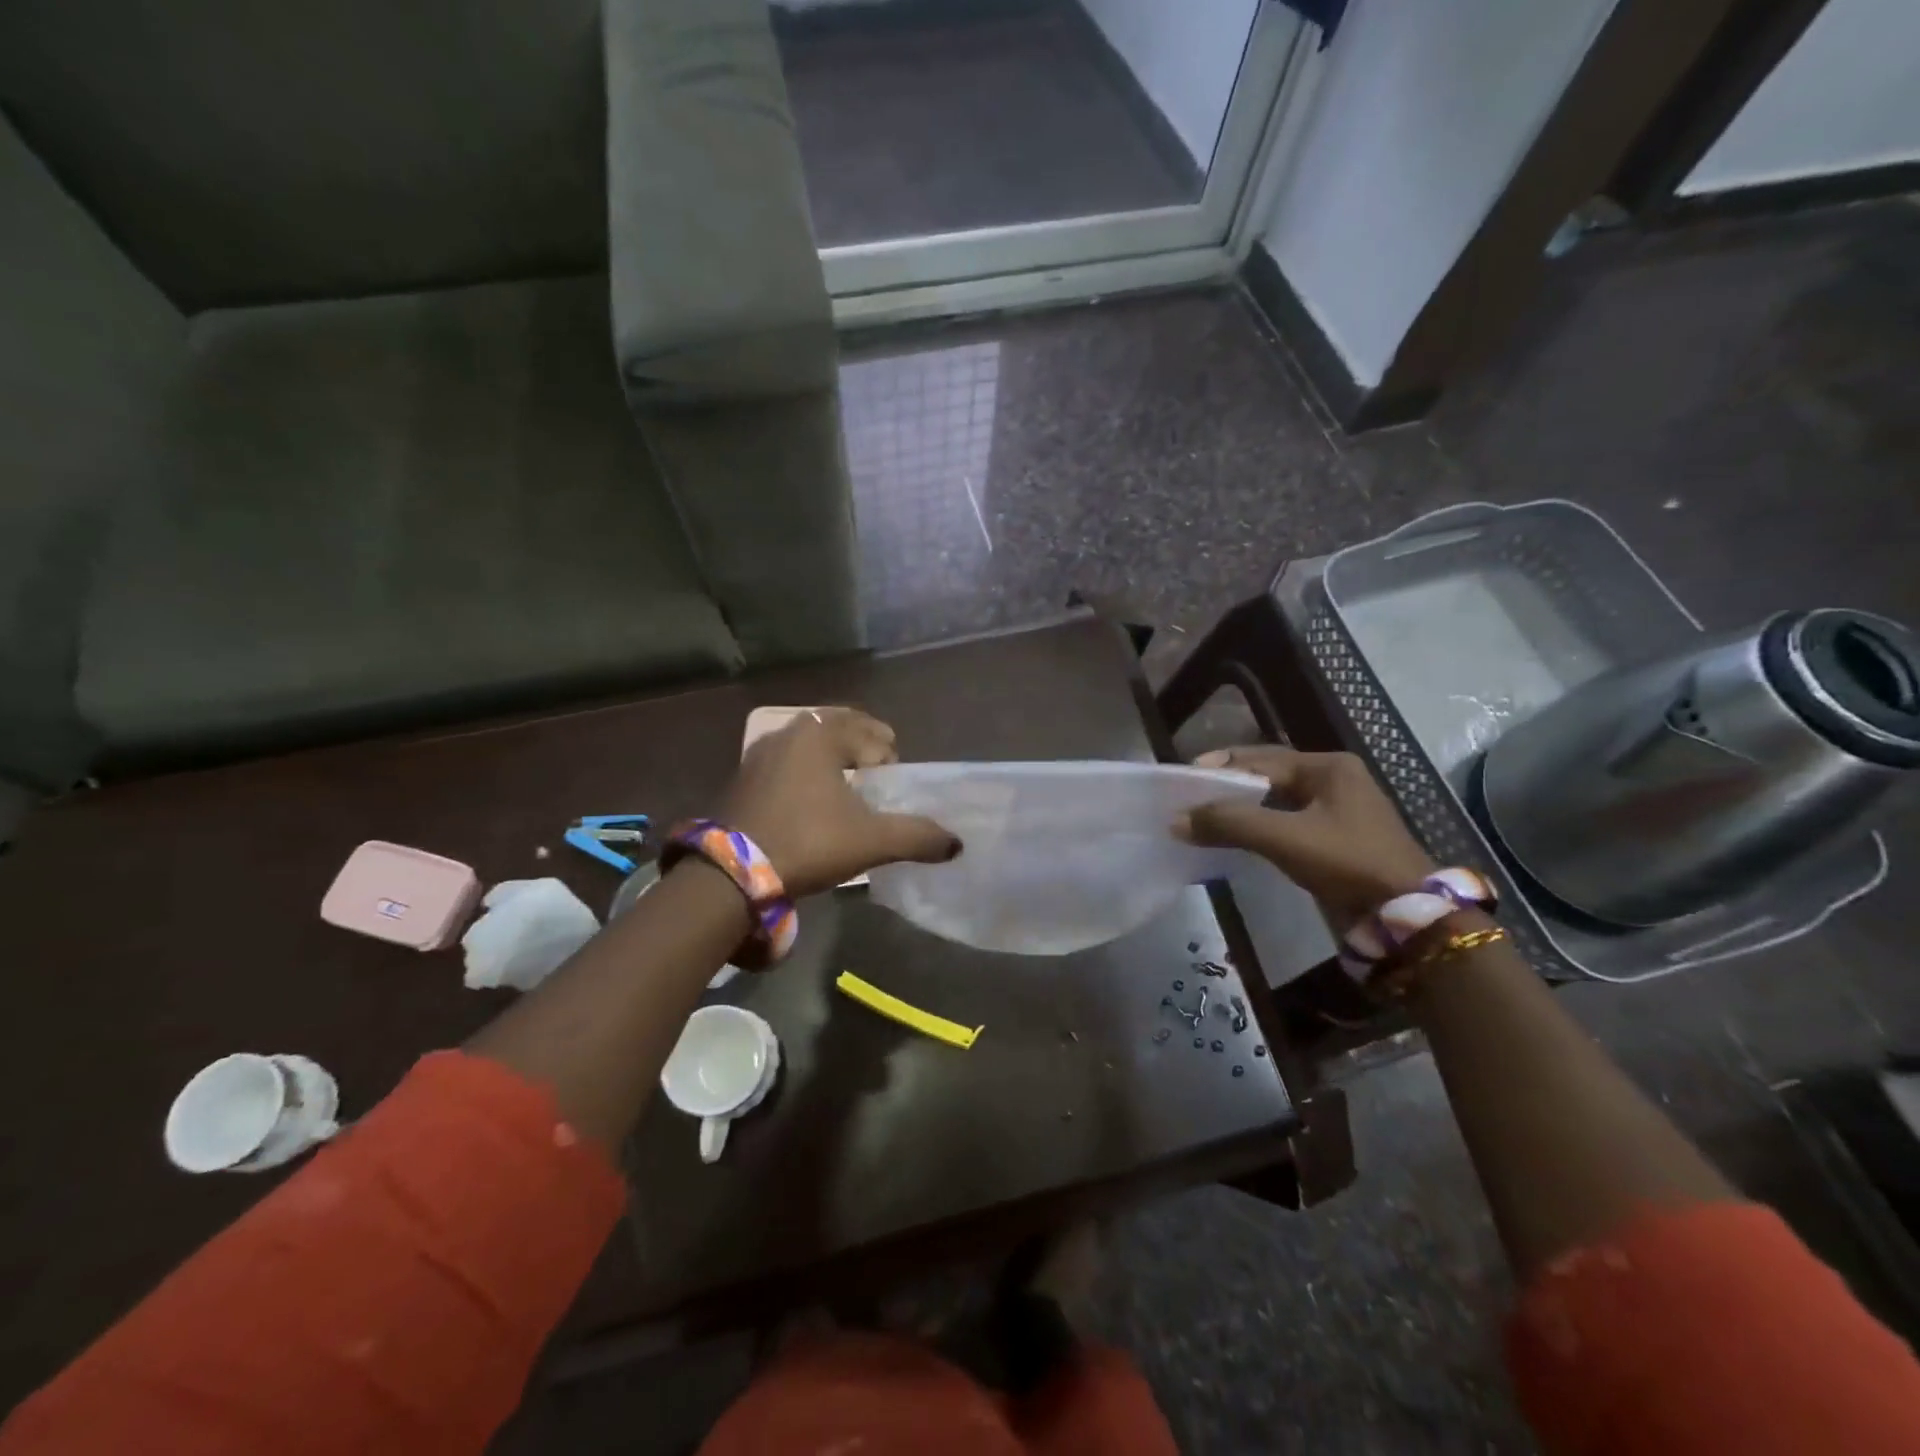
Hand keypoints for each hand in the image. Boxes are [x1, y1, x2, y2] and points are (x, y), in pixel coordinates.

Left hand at [722, 707, 959, 897]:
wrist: (731, 873)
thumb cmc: (808, 842)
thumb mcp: (870, 841)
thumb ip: (917, 837)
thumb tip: (955, 844)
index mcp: (820, 736)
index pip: (867, 731)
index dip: (887, 750)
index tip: (894, 774)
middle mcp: (788, 734)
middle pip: (836, 728)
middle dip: (861, 744)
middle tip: (878, 768)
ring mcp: (760, 754)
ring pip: (808, 744)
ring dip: (831, 756)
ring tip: (847, 782)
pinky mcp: (742, 778)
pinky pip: (786, 762)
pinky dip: (806, 771)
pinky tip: (811, 798)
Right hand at [1175, 745, 1435, 926]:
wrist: (1405, 917)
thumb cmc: (1348, 862)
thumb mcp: (1285, 837)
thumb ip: (1230, 822)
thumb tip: (1176, 820)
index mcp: (1328, 767)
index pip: (1261, 759)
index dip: (1220, 767)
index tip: (1183, 779)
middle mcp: (1333, 781)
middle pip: (1267, 777)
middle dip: (1228, 787)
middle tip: (1189, 798)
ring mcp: (1337, 811)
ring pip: (1275, 802)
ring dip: (1241, 809)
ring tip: (1204, 817)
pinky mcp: (1334, 840)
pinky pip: (1285, 824)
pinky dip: (1257, 827)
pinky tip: (1234, 838)